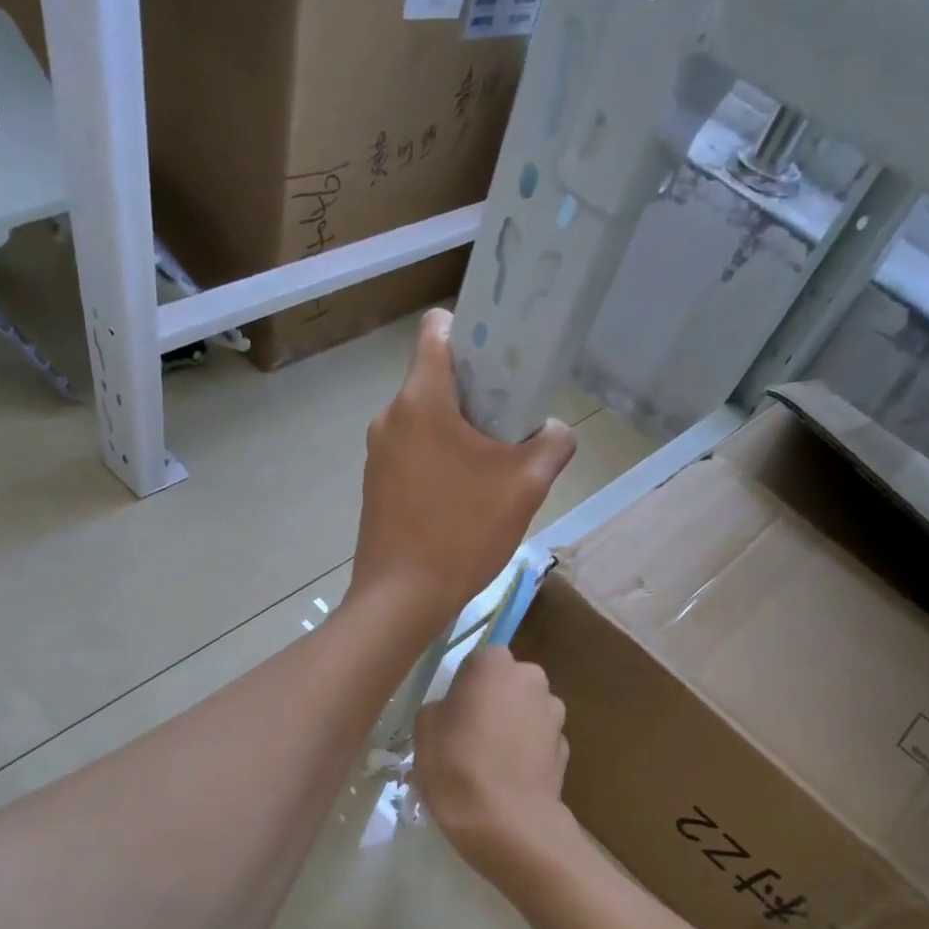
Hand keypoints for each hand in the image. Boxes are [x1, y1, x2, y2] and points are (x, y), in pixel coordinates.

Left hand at [348, 309, 575, 637]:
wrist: (402, 599)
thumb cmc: (462, 534)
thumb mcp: (526, 486)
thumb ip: (552, 444)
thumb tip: (553, 432)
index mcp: (421, 399)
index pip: (438, 329)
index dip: (474, 331)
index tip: (504, 361)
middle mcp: (390, 417)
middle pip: (437, 380)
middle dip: (477, 395)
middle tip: (511, 427)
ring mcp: (377, 454)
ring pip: (425, 422)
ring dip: (459, 435)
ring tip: (490, 472)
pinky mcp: (374, 487)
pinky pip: (412, 455)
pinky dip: (438, 463)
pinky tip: (462, 500)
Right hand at [416, 646, 574, 880]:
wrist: (507, 823)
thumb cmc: (456, 766)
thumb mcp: (424, 729)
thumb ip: (441, 707)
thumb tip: (454, 711)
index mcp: (496, 664)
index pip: (481, 659)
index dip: (466, 684)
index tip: (453, 711)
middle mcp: (533, 680)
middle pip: (509, 683)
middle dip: (494, 701)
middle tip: (468, 735)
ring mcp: (555, 715)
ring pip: (527, 712)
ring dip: (512, 726)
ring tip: (489, 763)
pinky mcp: (566, 750)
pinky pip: (538, 742)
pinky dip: (526, 753)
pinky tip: (508, 780)